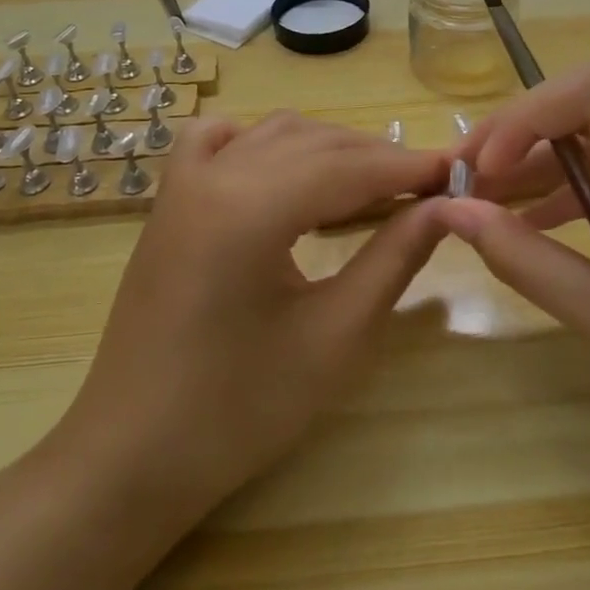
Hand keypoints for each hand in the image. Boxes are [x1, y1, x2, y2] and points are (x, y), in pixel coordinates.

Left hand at [54, 112, 447, 516]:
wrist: (133, 455)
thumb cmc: (239, 411)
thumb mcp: (334, 337)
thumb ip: (393, 259)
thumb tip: (445, 208)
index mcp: (249, 209)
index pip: (347, 166)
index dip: (407, 166)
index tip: (456, 173)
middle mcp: (213, 175)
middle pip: (314, 142)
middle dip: (374, 158)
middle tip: (425, 188)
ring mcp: (183, 182)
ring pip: (273, 134)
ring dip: (327, 149)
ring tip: (371, 185)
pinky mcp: (169, 199)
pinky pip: (218, 140)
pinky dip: (261, 140)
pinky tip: (283, 169)